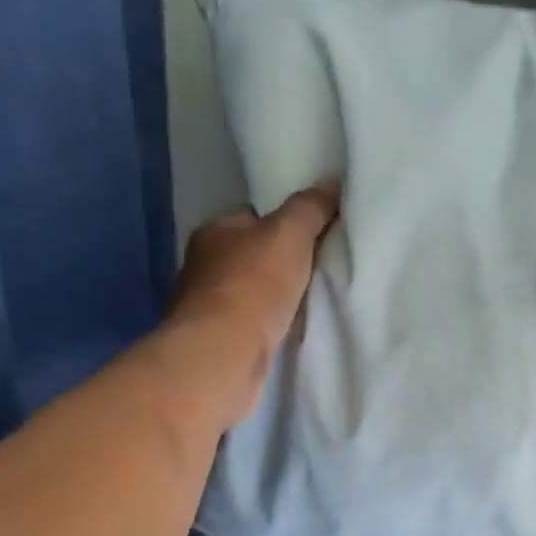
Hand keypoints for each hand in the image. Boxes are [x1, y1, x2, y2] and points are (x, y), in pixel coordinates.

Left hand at [163, 181, 340, 427]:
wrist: (224, 355)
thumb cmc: (253, 286)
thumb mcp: (289, 235)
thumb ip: (310, 208)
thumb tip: (332, 181)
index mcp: (214, 232)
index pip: (251, 218)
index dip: (282, 224)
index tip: (313, 236)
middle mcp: (203, 266)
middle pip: (250, 256)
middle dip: (279, 263)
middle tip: (319, 270)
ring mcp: (207, 307)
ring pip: (251, 293)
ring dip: (274, 298)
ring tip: (312, 302)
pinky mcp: (217, 342)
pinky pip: (251, 324)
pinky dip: (269, 326)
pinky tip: (290, 331)